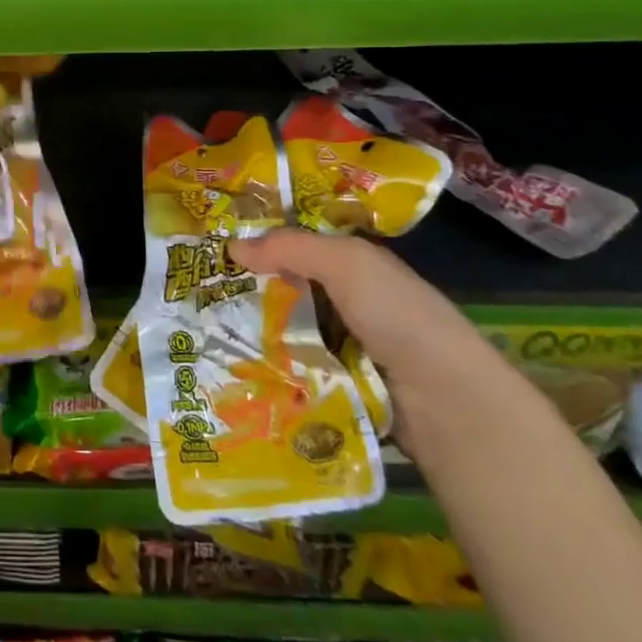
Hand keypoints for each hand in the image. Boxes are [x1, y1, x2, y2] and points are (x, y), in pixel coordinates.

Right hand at [226, 230, 492, 458]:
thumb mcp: (345, 264)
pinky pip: (292, 365)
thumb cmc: (397, 315)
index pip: (298, 244)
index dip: (260, 241)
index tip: (212, 244)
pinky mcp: (336, 383)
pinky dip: (269, 363)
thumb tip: (232, 245)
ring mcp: (343, 344)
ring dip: (252, 329)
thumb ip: (290, 248)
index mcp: (355, 264)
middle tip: (196, 288)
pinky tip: (233, 362)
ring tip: (201, 327)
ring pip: (285, 327)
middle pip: (286, 286)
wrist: (445, 401)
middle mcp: (348, 300)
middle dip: (246, 287)